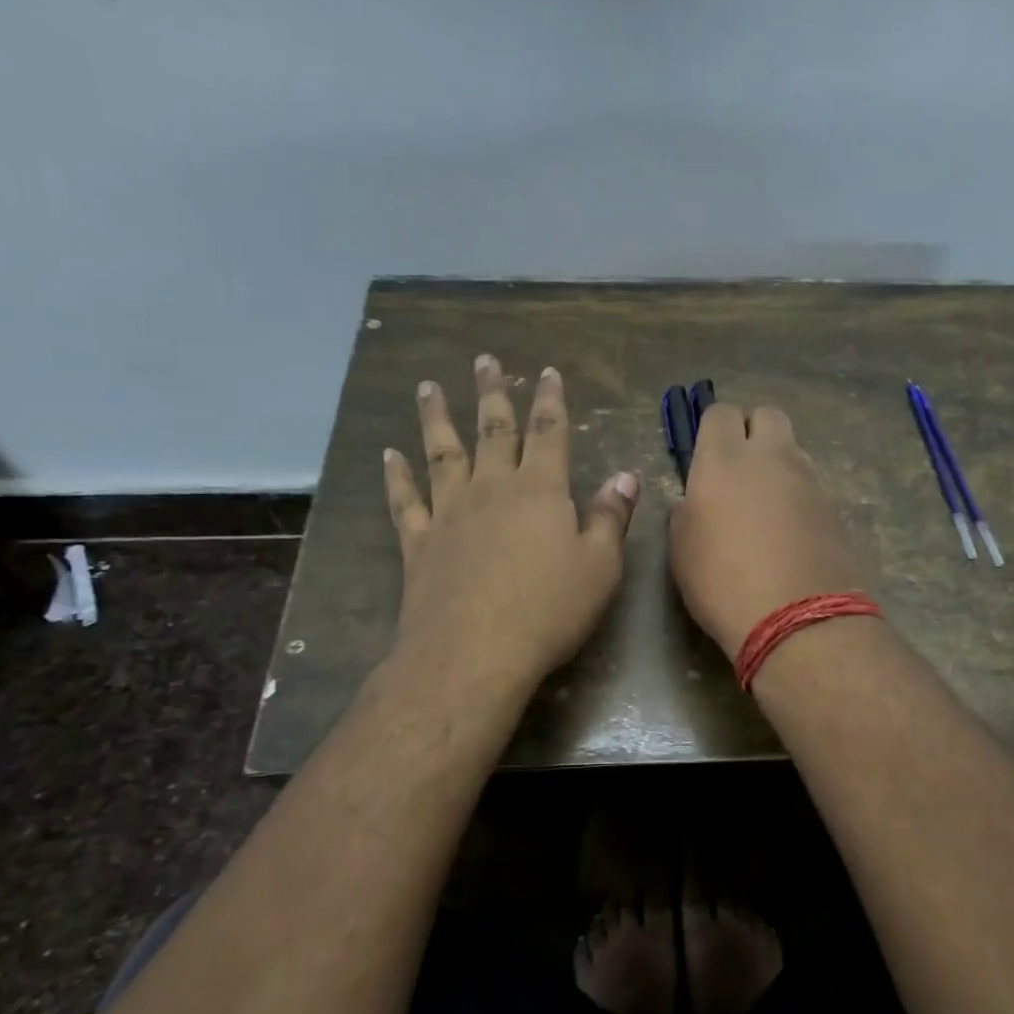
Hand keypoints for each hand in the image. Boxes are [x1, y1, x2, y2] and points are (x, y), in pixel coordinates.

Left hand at [384, 354, 638, 694]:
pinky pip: (404, 501)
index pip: (548, 433)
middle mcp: (492, 489)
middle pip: (493, 431)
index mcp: (540, 491)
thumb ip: (611, 517)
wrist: (473, 653)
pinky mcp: (419, 543)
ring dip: (436, 418)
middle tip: (485, 361)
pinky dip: (396, 477)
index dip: (549, 400)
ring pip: (442, 453)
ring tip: (427, 387)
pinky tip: (389, 455)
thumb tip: (625, 475)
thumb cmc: (548, 610)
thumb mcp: (600, 566)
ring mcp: (449, 513)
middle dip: (492, 394)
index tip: (546, 372)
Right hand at [669, 403, 868, 659]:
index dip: (712, 429)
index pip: (720, 412)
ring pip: (793, 449)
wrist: (799, 620)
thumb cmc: (722, 582)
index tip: (706, 456)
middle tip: (739, 469)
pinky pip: (812, 485)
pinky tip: (790, 532)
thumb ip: (686, 512)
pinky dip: (799, 496)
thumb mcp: (682, 549)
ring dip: (778, 464)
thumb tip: (694, 501)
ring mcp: (809, 480)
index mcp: (724, 459)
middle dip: (753, 431)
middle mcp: (771, 457)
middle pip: (767, 414)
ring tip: (766, 506)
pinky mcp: (835, 507)